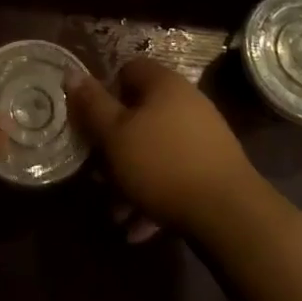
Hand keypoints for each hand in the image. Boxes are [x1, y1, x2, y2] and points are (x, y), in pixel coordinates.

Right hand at [67, 59, 259, 237]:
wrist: (230, 214)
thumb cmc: (162, 164)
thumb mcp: (115, 135)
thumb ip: (92, 105)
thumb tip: (72, 73)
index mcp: (163, 84)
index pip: (127, 70)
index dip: (105, 93)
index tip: (91, 123)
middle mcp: (186, 101)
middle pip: (140, 114)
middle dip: (115, 147)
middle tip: (98, 176)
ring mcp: (203, 135)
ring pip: (155, 150)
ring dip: (132, 179)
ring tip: (116, 213)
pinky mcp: (213, 169)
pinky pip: (174, 175)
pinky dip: (155, 196)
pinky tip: (140, 229)